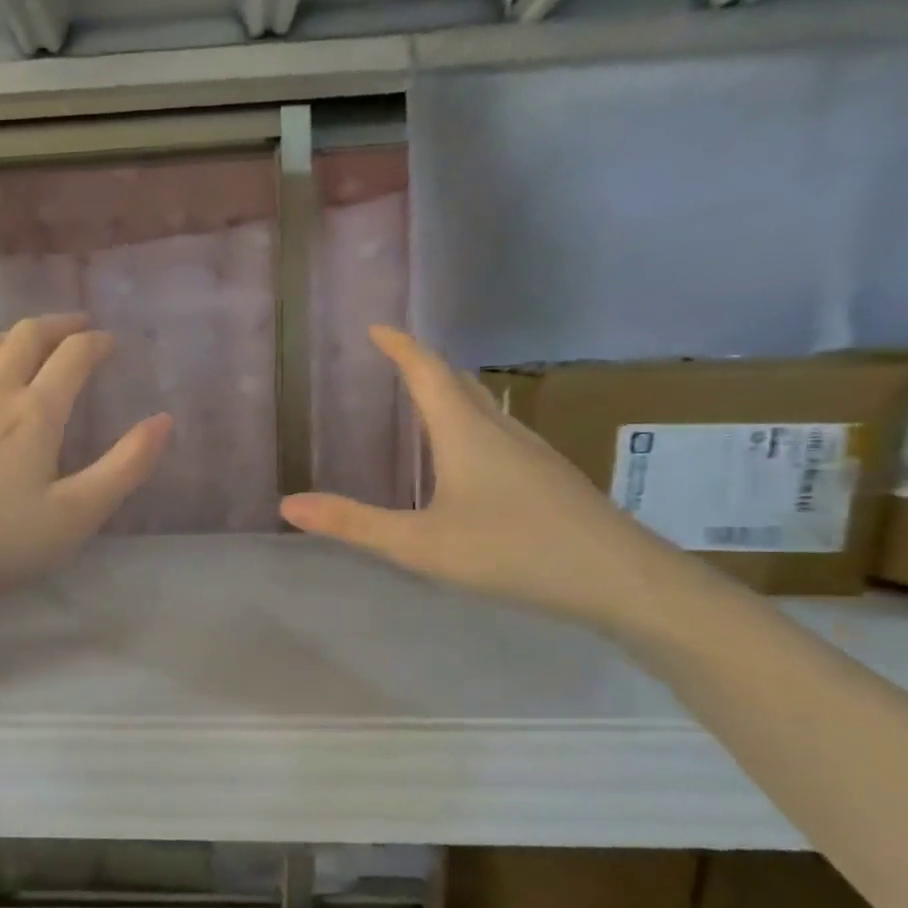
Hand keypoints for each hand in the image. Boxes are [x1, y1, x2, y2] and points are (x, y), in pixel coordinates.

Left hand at [0, 314, 171, 625]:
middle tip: (76, 328)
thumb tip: (164, 420)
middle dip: (57, 325)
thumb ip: (126, 466)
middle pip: (25, 336)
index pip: (73, 356)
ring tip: (28, 344)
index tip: (110, 343)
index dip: (96, 343)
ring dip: (12, 338)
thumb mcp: (77, 514)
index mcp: (35, 413)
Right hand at [280, 327, 676, 628]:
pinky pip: (500, 434)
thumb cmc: (513, 551)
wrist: (619, 579)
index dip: (401, 348)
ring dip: (452, 395)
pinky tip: (471, 459)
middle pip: (460, 384)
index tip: (378, 328)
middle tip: (395, 360)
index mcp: (467, 433)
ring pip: (485, 409)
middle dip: (425, 366)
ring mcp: (533, 454)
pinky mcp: (550, 478)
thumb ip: (353, 524)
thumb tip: (288, 504)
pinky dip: (472, 426)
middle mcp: (501, 432)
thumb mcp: (420, 544)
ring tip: (426, 402)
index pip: (428, 373)